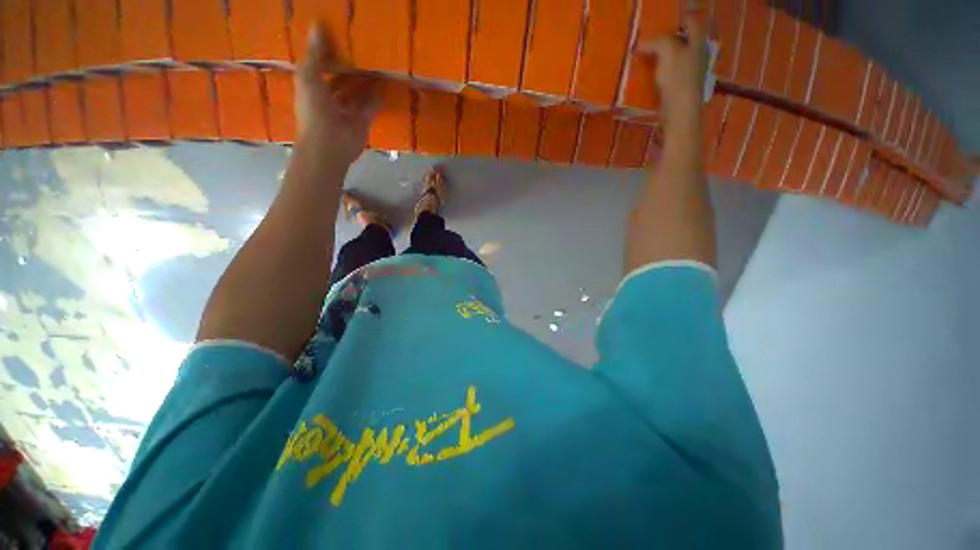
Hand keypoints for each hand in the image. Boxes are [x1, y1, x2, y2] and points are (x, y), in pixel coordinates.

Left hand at [296, 24, 379, 165]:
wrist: (329, 144)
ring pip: (358, 94)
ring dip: (366, 83)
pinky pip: (371, 108)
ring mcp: (348, 112)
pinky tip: (385, 87)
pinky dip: (377, 99)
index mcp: (313, 87)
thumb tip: (318, 24)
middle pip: (341, 81)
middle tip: (363, 51)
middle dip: (350, 69)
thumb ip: (315, 54)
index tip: (339, 38)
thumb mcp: (309, 76)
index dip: (328, 54)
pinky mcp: (363, 122)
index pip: (321, 67)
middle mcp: (330, 99)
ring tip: (377, 66)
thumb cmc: (314, 110)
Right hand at [637, 14, 707, 115]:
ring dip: (666, 57)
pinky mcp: (683, 88)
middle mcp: (699, 54)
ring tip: (650, 58)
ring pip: (679, 57)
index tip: (665, 22)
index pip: (692, 22)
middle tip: (655, 39)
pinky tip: (653, 76)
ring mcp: (692, 72)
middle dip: (672, 38)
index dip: (680, 19)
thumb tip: (641, 45)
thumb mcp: (667, 51)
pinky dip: (664, 73)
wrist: (680, 110)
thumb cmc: (678, 77)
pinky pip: (673, 75)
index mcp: (698, 41)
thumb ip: (657, 42)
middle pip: (686, 40)